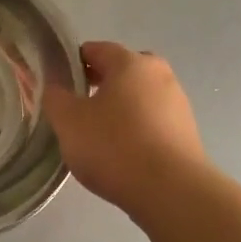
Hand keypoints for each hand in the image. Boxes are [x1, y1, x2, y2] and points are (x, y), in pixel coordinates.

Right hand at [45, 41, 205, 216]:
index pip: (95, 49)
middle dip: (96, 85)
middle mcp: (159, 74)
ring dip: (117, 109)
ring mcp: (177, 102)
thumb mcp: (68, 121)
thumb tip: (54, 85)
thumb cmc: (114, 147)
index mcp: (131, 62)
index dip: (70, 64)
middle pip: (120, 72)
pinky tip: (121, 153)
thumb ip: (55, 97)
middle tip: (75, 111)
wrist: (170, 191)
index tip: (56, 86)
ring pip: (137, 97)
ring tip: (96, 136)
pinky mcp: (186, 131)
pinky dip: (134, 128)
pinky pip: (151, 120)